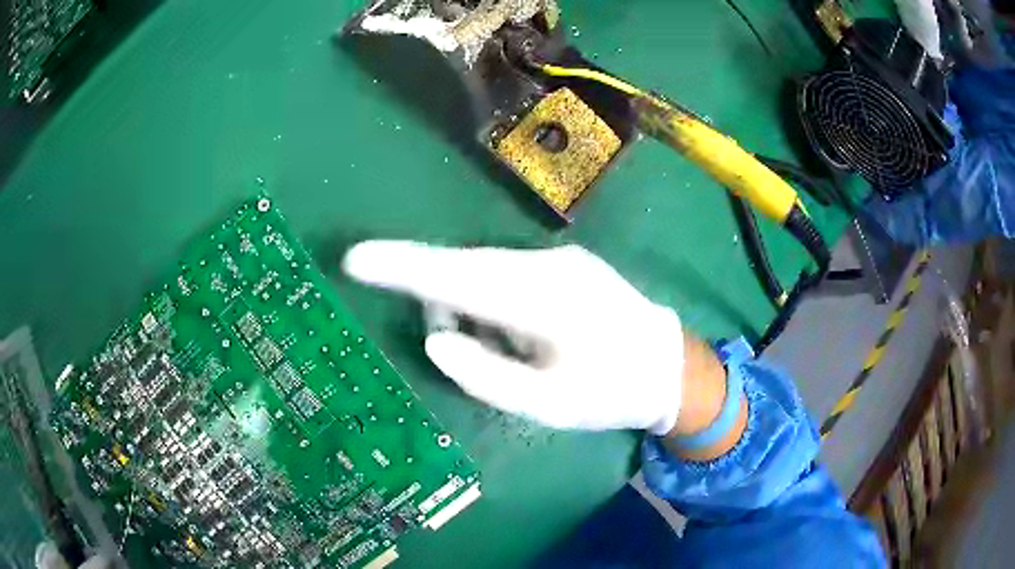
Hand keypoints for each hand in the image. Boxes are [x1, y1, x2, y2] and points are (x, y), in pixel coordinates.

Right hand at [343, 241, 684, 433]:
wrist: (672, 366)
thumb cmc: (612, 392)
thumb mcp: (549, 404)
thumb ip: (486, 375)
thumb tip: (436, 339)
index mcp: (543, 300)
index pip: (454, 277)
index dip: (401, 267)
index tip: (355, 259)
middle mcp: (547, 266)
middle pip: (466, 268)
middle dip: (437, 294)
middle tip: (452, 342)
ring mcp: (559, 260)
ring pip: (486, 271)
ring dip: (470, 305)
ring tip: (505, 351)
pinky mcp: (565, 265)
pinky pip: (508, 275)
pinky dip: (493, 303)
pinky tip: (520, 336)